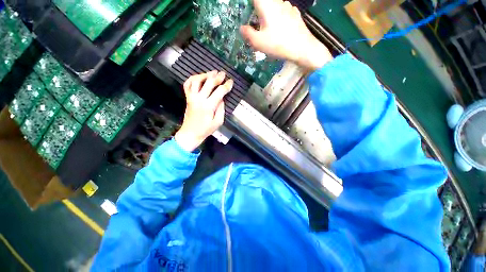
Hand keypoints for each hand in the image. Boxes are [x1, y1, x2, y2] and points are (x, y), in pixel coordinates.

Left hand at [175, 71, 232, 151]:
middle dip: (217, 77)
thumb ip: (221, 109)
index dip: (226, 86)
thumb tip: (222, 99)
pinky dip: (192, 79)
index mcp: (209, 106)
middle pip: (209, 83)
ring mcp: (191, 97)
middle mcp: (199, 99)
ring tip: (212, 73)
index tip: (231, 82)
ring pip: (196, 81)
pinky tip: (199, 77)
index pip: (219, 92)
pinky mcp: (187, 98)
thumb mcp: (218, 122)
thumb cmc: (206, 129)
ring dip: (205, 75)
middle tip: (223, 74)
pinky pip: (187, 84)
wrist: (190, 133)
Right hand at [240, 0, 332, 70]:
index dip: (251, 5)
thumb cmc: (278, 44)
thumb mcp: (258, 42)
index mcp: (266, 6)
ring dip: (269, 15)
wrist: (302, 48)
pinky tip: (280, 30)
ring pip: (274, 7)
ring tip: (269, 30)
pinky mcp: (295, 14)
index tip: (250, 14)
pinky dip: (279, 18)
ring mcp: (288, 7)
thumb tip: (242, 28)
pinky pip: (283, 12)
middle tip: (257, 25)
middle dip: (259, 12)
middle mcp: (277, 2)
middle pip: (265, 3)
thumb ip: (248, 34)